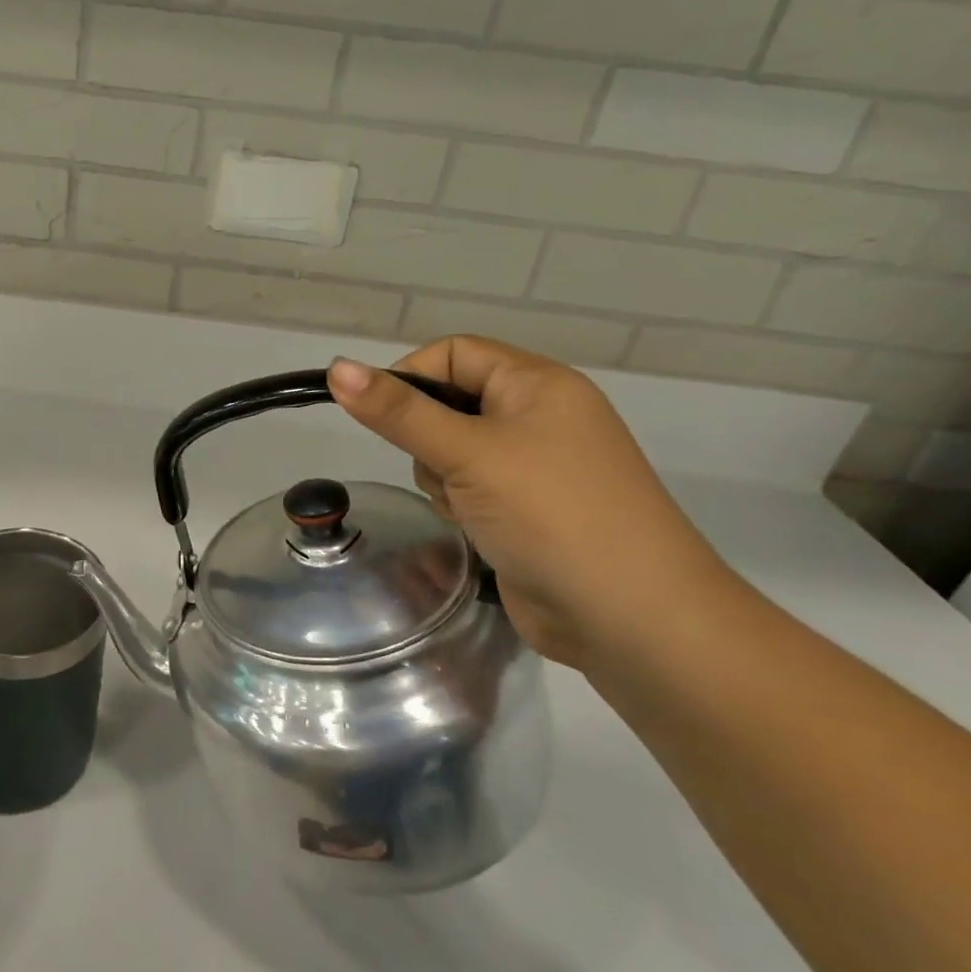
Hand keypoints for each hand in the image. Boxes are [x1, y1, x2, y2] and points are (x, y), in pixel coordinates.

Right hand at [328, 338, 728, 668]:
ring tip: (468, 508)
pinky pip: (472, 486)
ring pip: (453, 449)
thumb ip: (398, 411)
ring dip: (444, 477)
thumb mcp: (468, 453)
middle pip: (450, 402)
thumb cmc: (552, 514)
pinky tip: (479, 530)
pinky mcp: (529, 509)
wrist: (633, 619)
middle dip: (429, 438)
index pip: (454, 352)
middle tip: (444, 470)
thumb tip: (337, 367)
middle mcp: (539, 415)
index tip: (383, 417)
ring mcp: (537, 465)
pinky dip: (463, 504)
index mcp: (537, 384)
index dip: (412, 376)